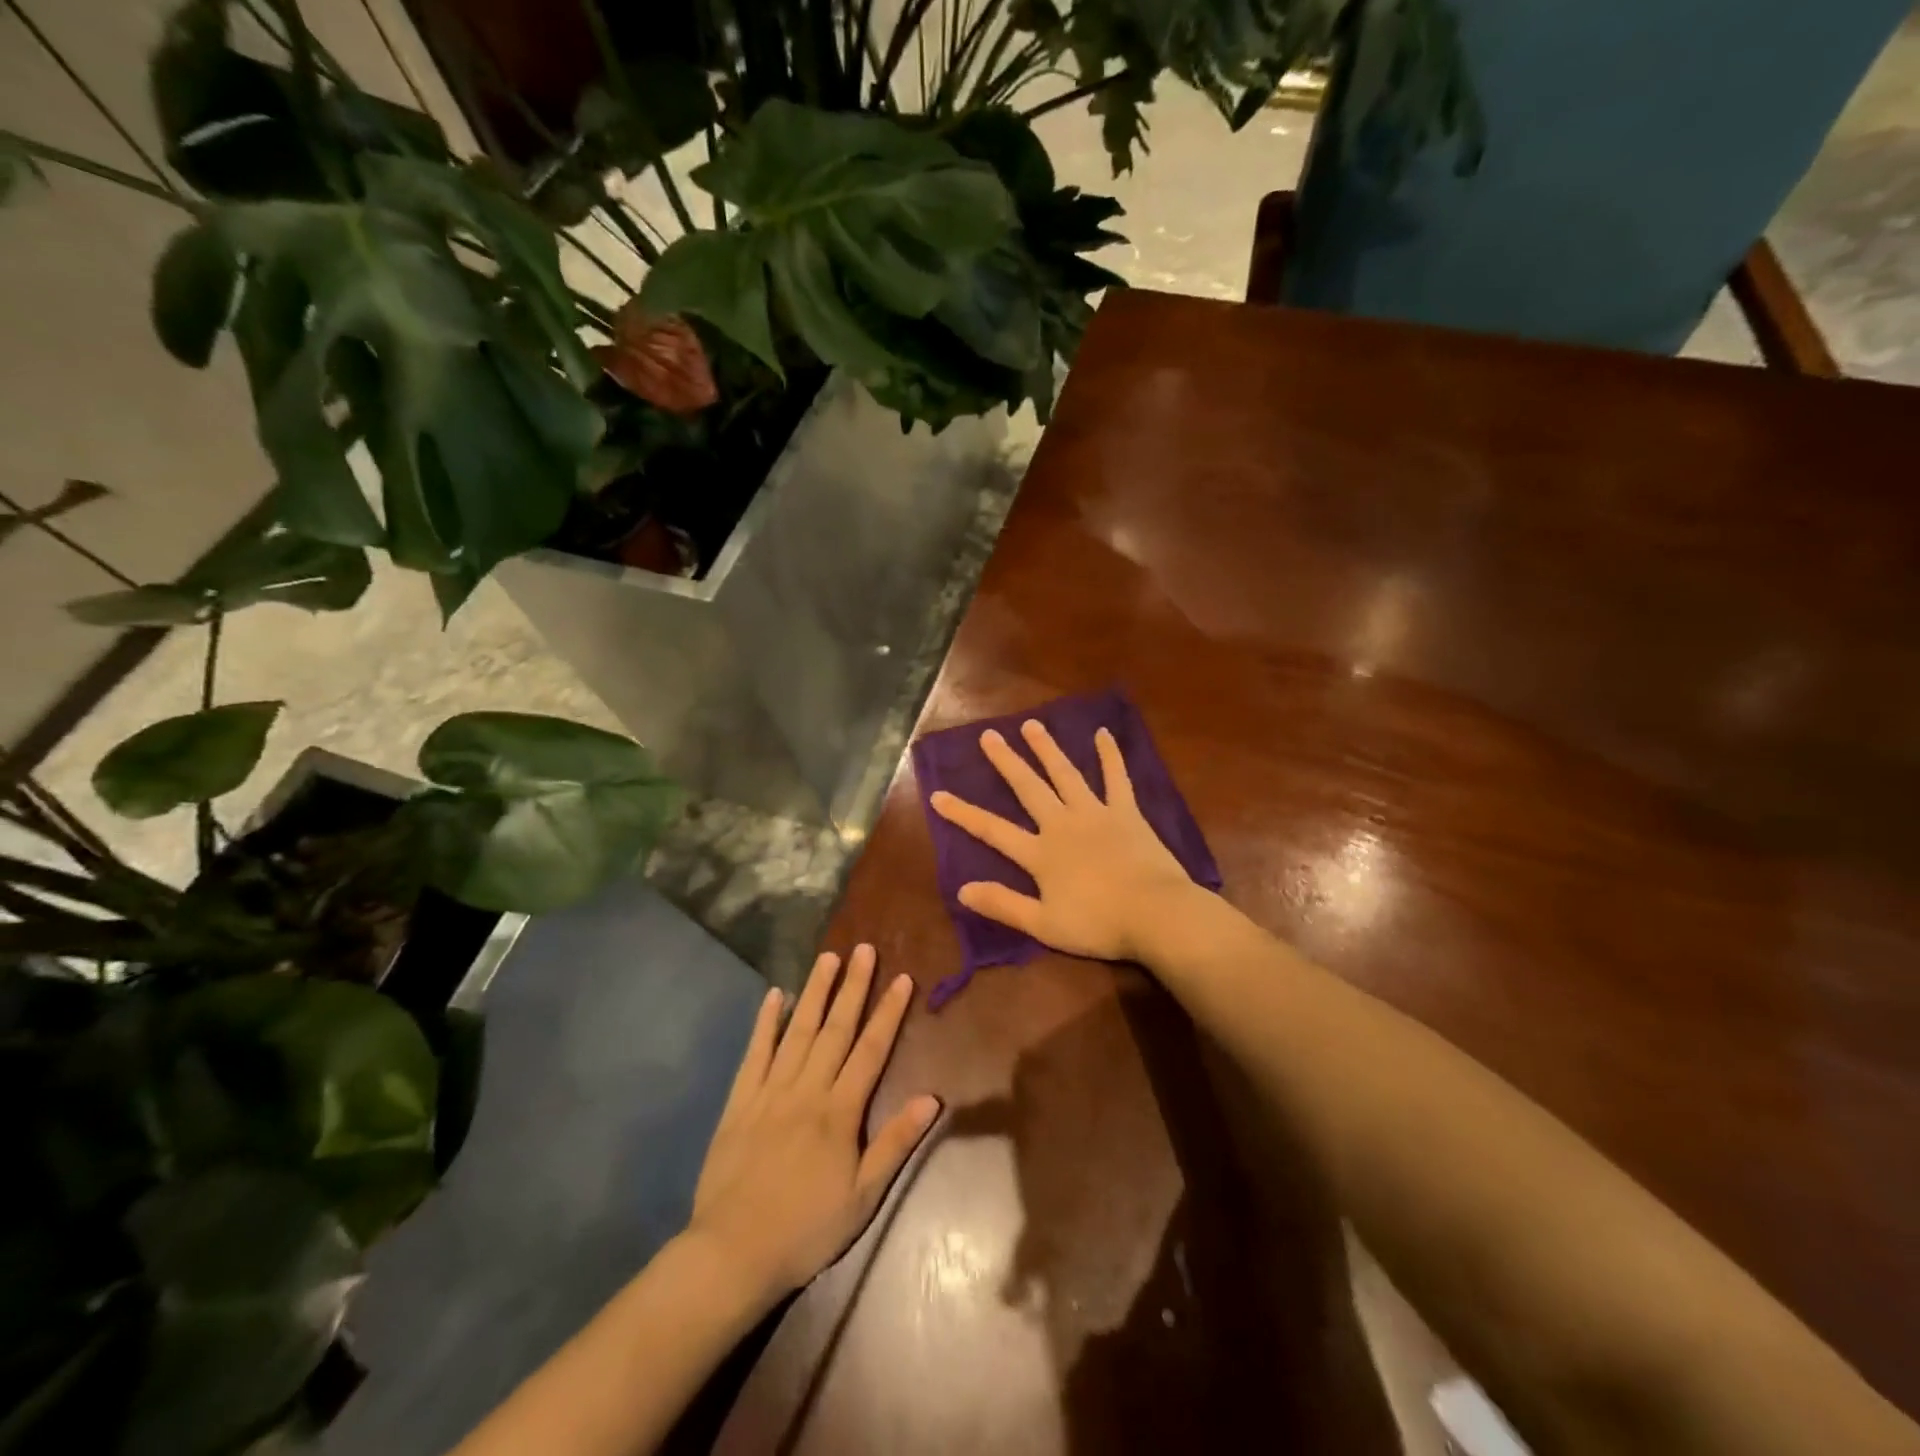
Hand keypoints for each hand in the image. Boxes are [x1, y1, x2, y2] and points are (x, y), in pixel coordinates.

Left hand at [689, 945, 939, 1302]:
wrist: (733, 1253)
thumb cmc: (806, 1229)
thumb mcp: (863, 1196)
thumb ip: (895, 1142)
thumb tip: (932, 1098)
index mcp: (839, 1111)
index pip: (870, 1050)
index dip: (888, 1012)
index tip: (902, 978)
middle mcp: (807, 1089)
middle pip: (835, 1029)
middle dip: (853, 987)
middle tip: (864, 949)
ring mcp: (770, 1091)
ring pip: (798, 1031)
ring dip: (815, 992)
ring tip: (828, 957)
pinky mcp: (740, 1101)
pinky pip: (755, 1053)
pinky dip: (766, 1022)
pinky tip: (775, 995)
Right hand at [929, 720, 1194, 961]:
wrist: (1155, 914)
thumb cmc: (1098, 924)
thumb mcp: (1044, 925)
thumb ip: (1003, 904)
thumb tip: (962, 889)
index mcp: (1040, 853)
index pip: (992, 830)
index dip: (964, 813)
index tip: (938, 795)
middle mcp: (1062, 824)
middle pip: (1028, 788)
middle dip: (1006, 762)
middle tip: (989, 736)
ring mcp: (1095, 814)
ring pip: (1065, 774)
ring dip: (1047, 749)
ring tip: (1031, 725)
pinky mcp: (1126, 812)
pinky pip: (1117, 778)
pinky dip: (1110, 756)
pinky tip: (1103, 734)